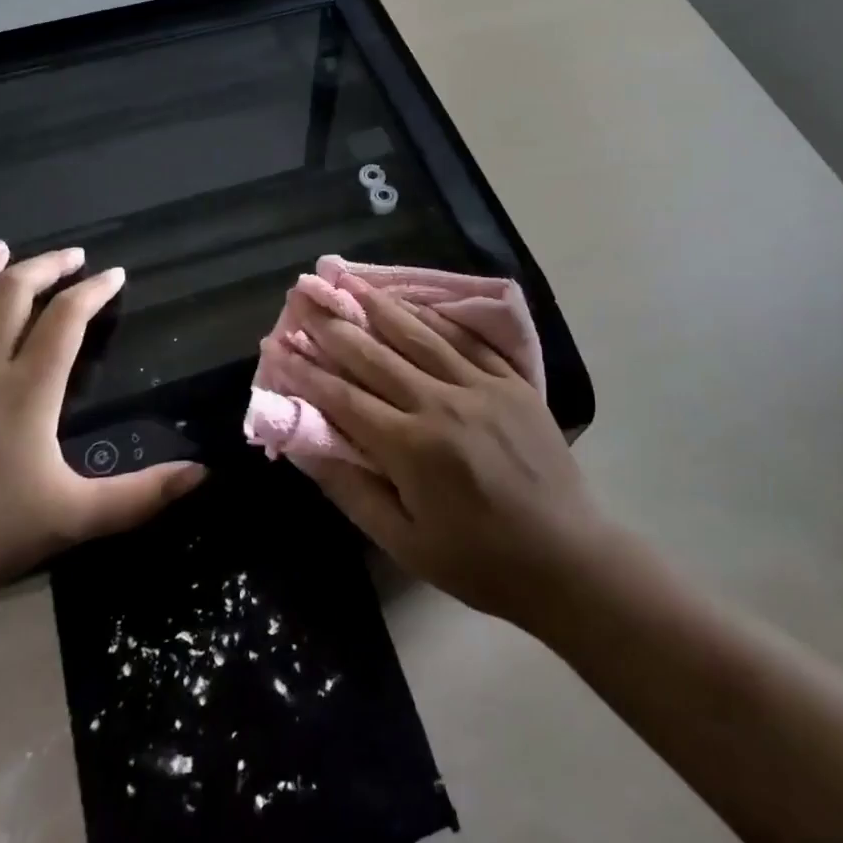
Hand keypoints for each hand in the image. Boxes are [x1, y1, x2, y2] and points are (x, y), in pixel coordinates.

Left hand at [0, 243, 206, 607]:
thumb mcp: (73, 518)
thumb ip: (140, 496)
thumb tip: (203, 473)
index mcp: (27, 390)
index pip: (67, 320)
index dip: (94, 291)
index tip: (114, 274)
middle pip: (12, 294)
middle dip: (45, 266)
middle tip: (70, 255)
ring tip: (2, 250)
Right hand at [272, 284, 611, 627]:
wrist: (568, 560)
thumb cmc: (477, 561)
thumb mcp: (403, 541)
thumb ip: (351, 489)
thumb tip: (305, 446)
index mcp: (411, 448)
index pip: (343, 397)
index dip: (305, 371)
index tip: (274, 345)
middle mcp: (442, 404)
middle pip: (376, 355)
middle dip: (334, 325)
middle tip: (303, 295)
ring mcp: (483, 387)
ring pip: (420, 336)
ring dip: (380, 306)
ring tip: (350, 281)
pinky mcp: (514, 383)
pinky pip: (468, 341)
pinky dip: (436, 319)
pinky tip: (413, 302)